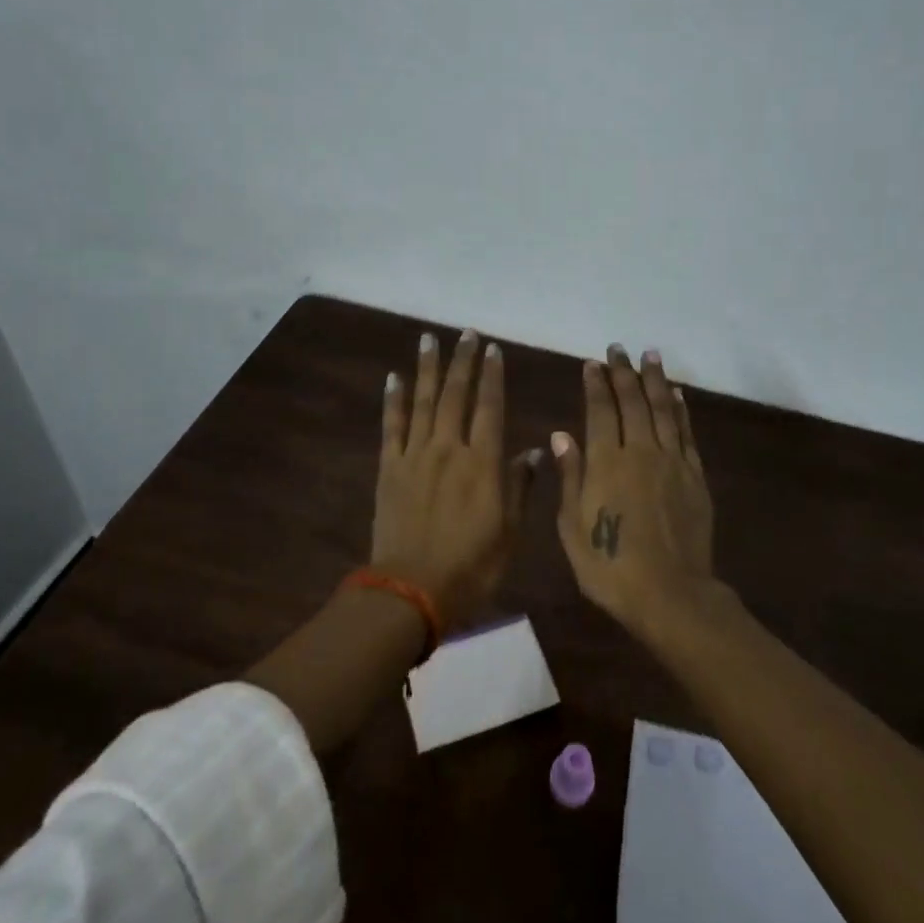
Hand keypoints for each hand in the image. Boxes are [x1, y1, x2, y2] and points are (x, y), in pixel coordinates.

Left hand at [373, 330, 542, 631]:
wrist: (412, 589)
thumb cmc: (472, 566)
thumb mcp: (510, 532)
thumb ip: (519, 486)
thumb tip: (533, 451)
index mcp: (483, 462)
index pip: (491, 407)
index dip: (493, 376)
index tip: (493, 349)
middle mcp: (449, 448)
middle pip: (456, 394)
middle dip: (462, 361)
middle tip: (466, 332)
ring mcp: (415, 455)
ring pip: (423, 401)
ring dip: (427, 368)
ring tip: (429, 338)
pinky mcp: (389, 467)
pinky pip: (392, 426)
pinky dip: (393, 400)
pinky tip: (394, 377)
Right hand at [552, 345, 716, 635]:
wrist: (670, 594)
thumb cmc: (609, 566)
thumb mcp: (572, 527)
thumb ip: (570, 477)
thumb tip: (561, 435)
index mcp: (606, 463)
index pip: (599, 411)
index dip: (595, 385)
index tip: (592, 363)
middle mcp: (639, 452)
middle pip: (632, 402)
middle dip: (623, 373)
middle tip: (618, 349)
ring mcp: (671, 462)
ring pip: (662, 410)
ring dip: (655, 380)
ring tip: (650, 355)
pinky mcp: (694, 476)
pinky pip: (686, 434)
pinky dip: (680, 410)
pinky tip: (676, 395)